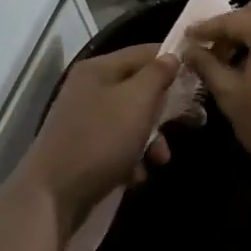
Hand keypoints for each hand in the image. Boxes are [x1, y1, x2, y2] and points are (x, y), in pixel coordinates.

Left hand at [19, 46, 177, 236]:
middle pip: (138, 88)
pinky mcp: (83, 150)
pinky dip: (132, 159)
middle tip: (192, 122)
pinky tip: (136, 177)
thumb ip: (157, 75)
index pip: (144, 52)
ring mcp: (84, 121)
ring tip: (160, 160)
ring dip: (151, 140)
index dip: (172, 61)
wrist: (52, 198)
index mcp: (99, 69)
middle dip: (164, 109)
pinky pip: (117, 146)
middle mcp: (89, 89)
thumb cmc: (100, 140)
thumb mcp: (136, 101)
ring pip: (131, 121)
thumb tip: (171, 57)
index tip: (198, 78)